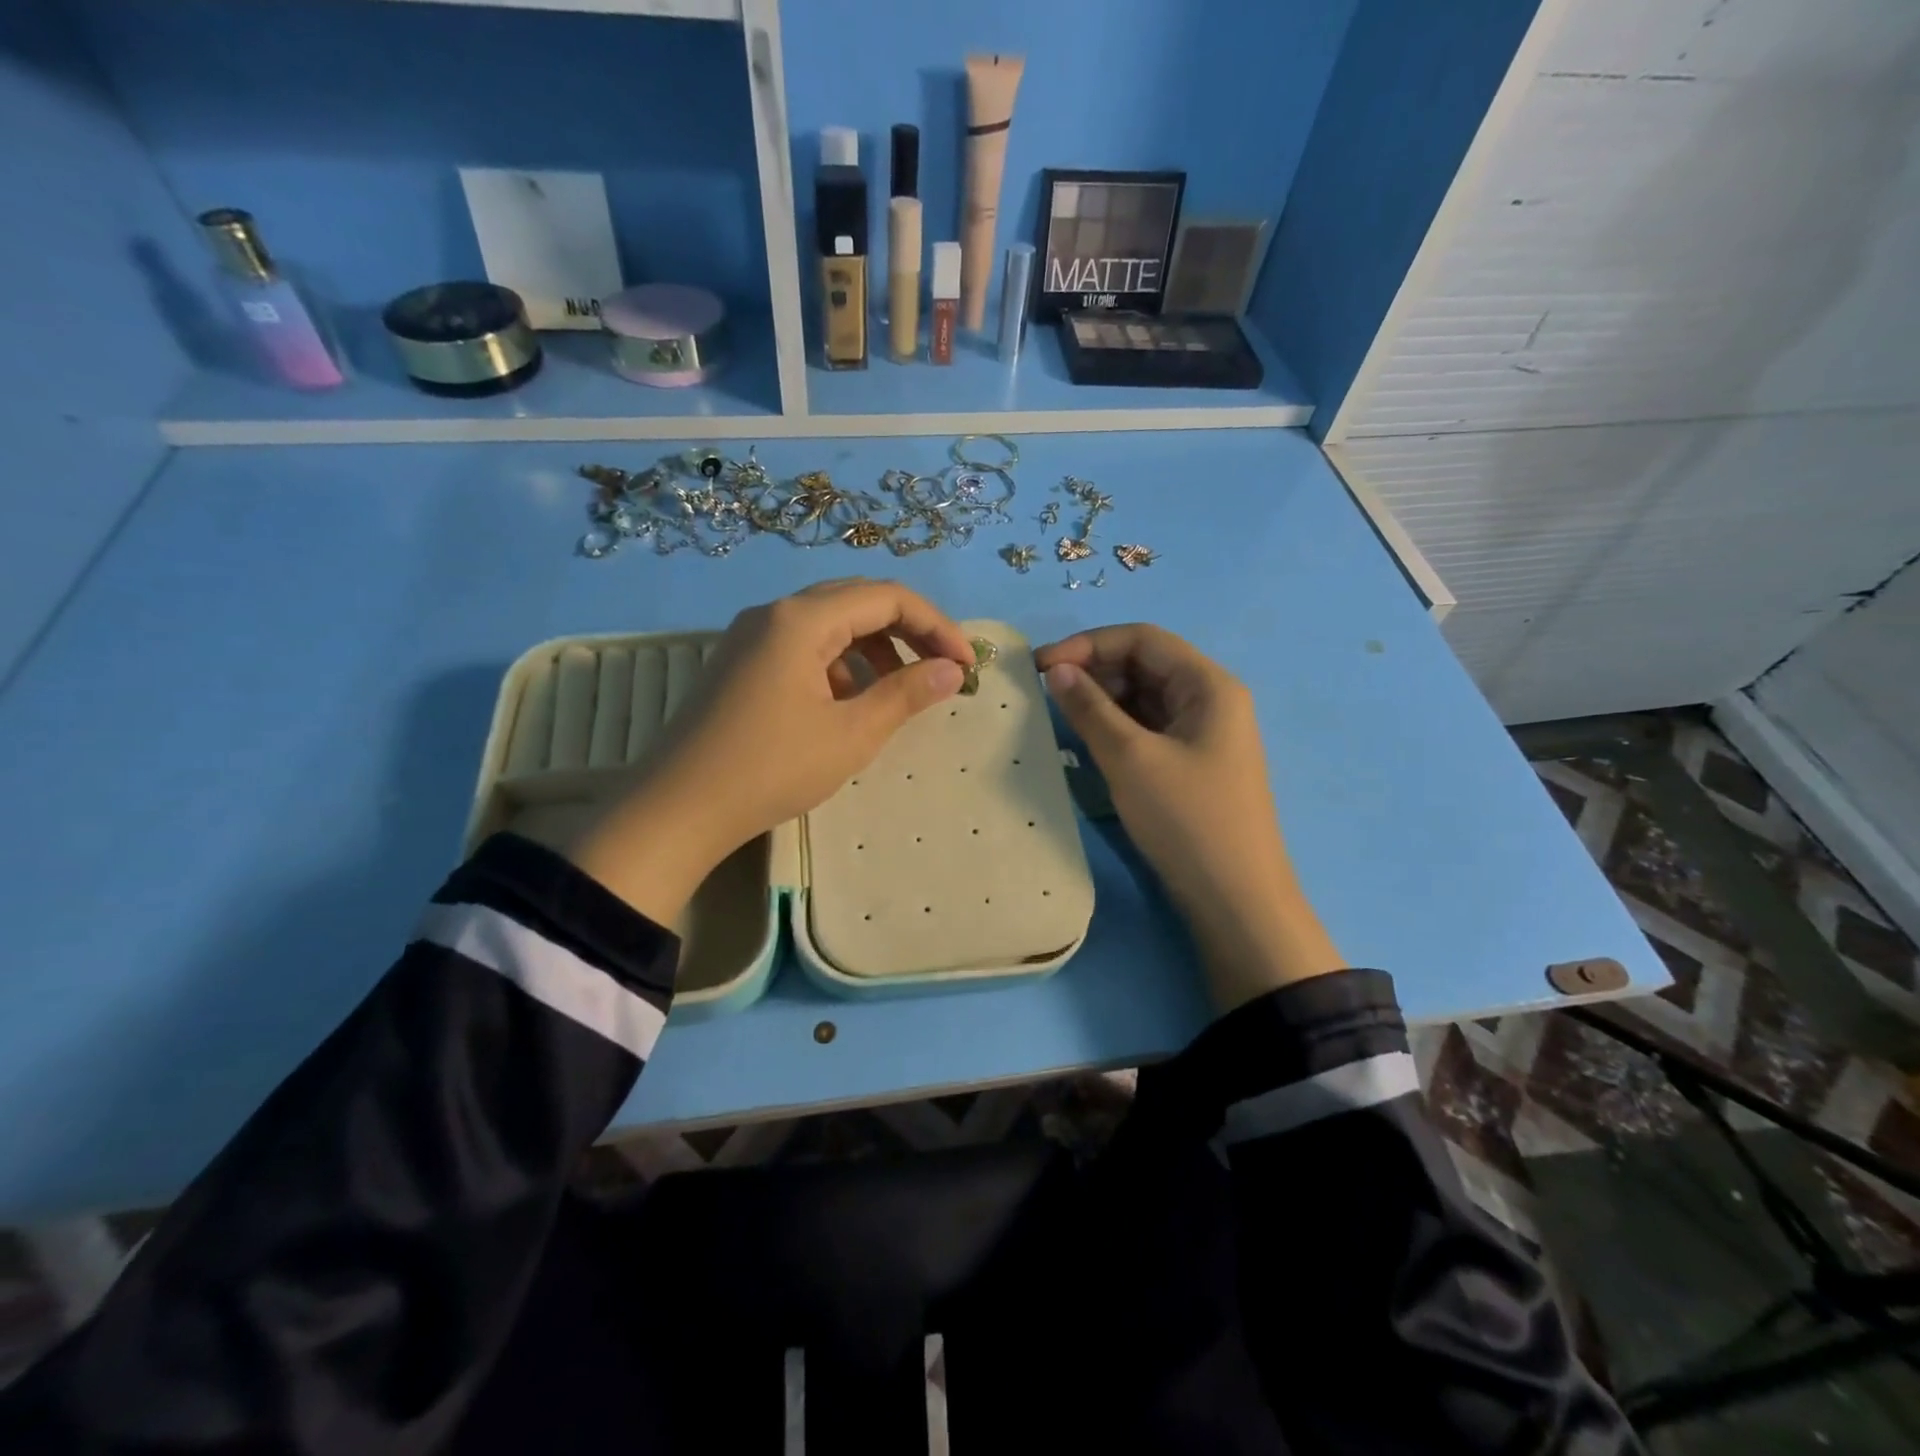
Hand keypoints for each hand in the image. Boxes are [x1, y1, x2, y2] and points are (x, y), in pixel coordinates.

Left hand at [565, 580, 973, 926]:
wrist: (677, 809)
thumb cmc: (771, 769)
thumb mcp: (851, 734)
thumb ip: (906, 694)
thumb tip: (952, 670)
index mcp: (802, 619)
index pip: (887, 597)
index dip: (937, 626)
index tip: (967, 665)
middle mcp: (775, 613)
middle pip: (858, 600)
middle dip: (909, 630)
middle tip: (943, 668)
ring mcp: (752, 636)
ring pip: (830, 623)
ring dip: (875, 648)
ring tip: (901, 690)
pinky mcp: (741, 663)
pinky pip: (804, 645)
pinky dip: (840, 664)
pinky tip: (850, 702)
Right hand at [1034, 624, 1341, 1009]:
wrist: (1234, 900)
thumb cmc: (1187, 820)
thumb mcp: (1131, 759)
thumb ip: (1090, 708)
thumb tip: (1056, 670)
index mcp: (1208, 685)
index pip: (1143, 639)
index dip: (1089, 644)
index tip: (1041, 666)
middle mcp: (1210, 699)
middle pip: (1144, 664)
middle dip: (1093, 670)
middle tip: (1044, 691)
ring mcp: (1202, 733)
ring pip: (1143, 697)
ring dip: (1101, 699)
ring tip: (1058, 715)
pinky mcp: (1191, 763)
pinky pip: (1147, 728)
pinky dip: (1115, 726)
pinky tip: (1086, 739)